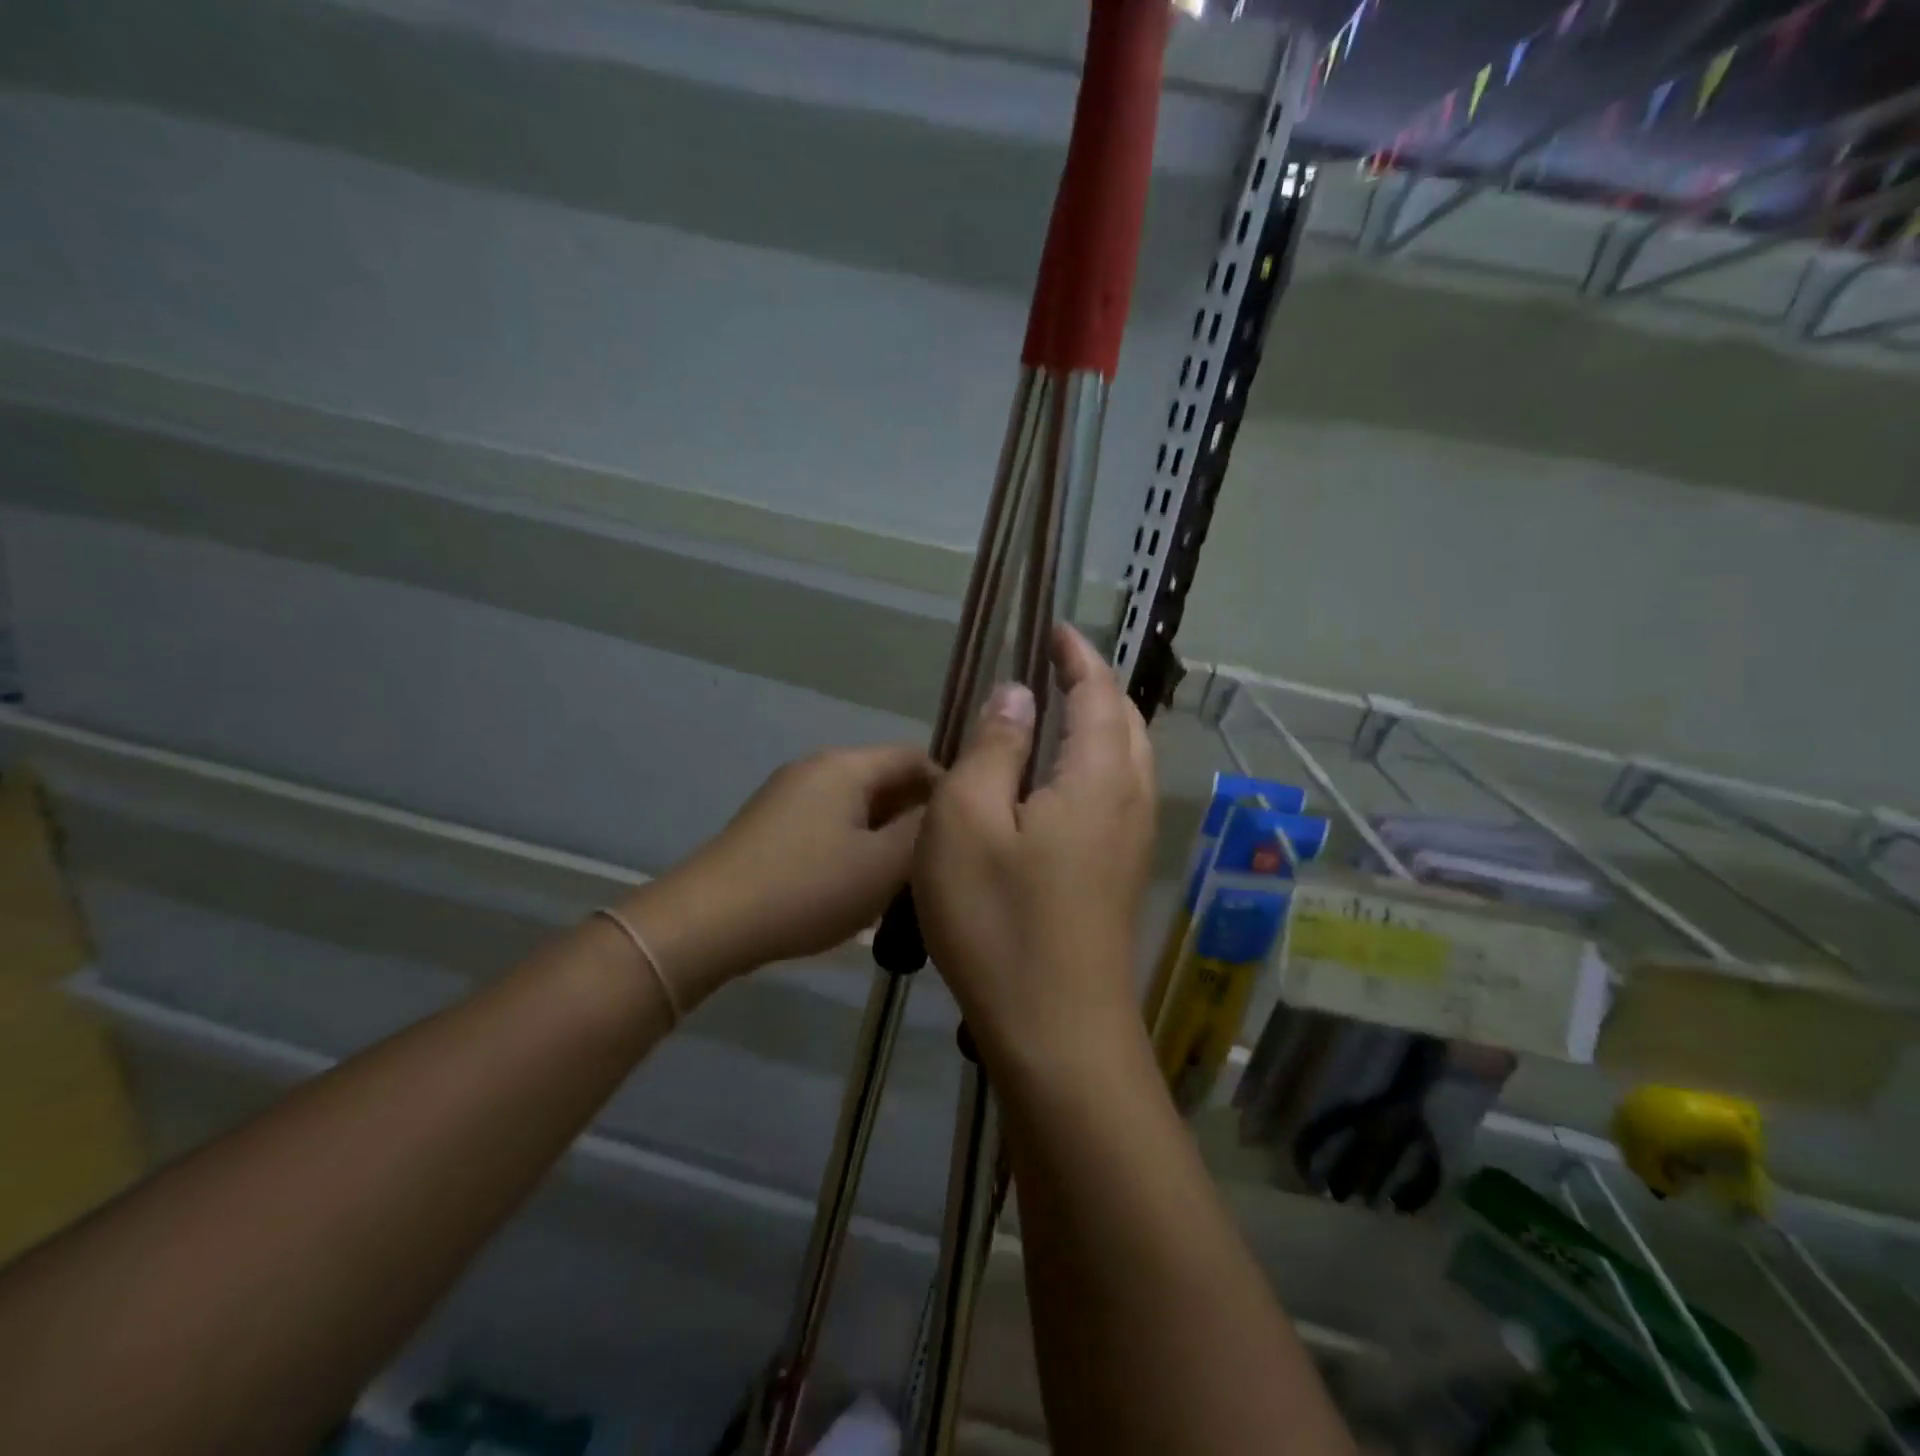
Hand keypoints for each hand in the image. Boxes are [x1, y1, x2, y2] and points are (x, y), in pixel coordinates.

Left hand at [621, 745, 935, 1000]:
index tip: (966, 832)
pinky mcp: (771, 825)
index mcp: (847, 766)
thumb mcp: (882, 865)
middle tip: (939, 861)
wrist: (708, 921)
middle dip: (917, 816)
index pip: (915, 757)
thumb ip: (925, 832)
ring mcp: (788, 795)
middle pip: (885, 779)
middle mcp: (817, 767)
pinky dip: (856, 844)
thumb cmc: (807, 888)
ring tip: (905, 879)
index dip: (949, 788)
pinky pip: (831, 823)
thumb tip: (949, 808)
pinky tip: (859, 884)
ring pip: (858, 805)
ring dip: (887, 834)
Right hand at [913, 625, 1155, 1073]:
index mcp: (1099, 775)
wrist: (1057, 1033)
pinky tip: (1057, 787)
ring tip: (1056, 715)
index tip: (1055, 629)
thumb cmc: (1000, 920)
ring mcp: (1134, 842)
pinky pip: (1118, 795)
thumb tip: (1017, 693)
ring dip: (1099, 725)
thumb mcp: (967, 821)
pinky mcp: (1122, 876)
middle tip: (1054, 667)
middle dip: (1095, 685)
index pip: (1098, 691)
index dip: (1077, 655)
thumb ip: (995, 746)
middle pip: (1126, 722)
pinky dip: (1096, 766)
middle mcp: (1131, 800)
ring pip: (1128, 761)